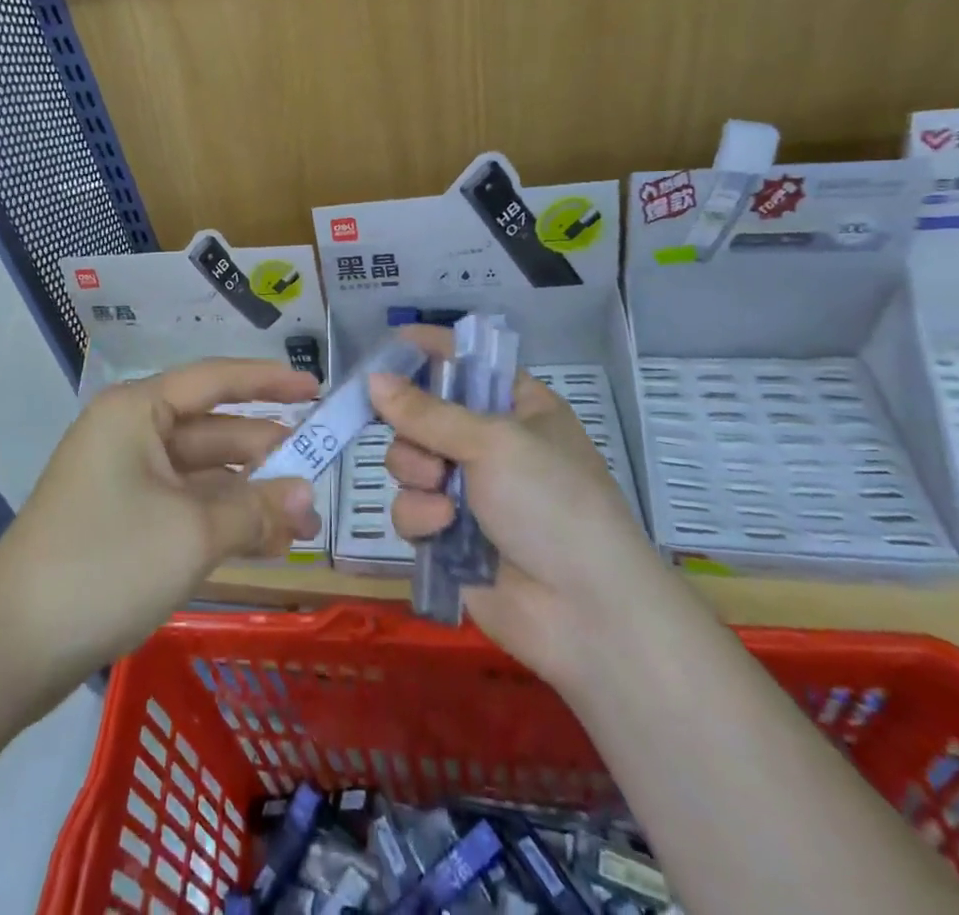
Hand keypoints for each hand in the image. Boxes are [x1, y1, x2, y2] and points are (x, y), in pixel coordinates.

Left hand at [0, 359, 321, 686]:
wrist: (11, 646)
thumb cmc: (106, 563)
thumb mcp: (193, 533)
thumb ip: (256, 508)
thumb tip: (308, 497)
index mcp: (137, 412)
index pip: (215, 380)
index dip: (268, 382)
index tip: (316, 390)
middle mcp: (129, 434)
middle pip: (212, 431)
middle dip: (267, 455)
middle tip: (322, 476)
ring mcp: (123, 480)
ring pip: (201, 475)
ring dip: (249, 495)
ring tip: (304, 522)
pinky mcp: (120, 522)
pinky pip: (184, 507)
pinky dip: (222, 520)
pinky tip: (265, 544)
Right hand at [372, 326, 655, 683]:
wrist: (586, 613)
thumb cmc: (552, 503)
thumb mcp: (493, 443)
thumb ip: (426, 411)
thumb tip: (372, 379)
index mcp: (518, 407)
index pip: (467, 362)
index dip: (430, 350)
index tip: (389, 346)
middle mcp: (491, 444)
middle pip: (423, 414)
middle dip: (413, 429)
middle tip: (422, 443)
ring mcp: (469, 491)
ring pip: (408, 462)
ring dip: (416, 474)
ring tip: (442, 494)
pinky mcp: (449, 535)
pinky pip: (410, 508)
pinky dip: (421, 516)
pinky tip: (443, 529)